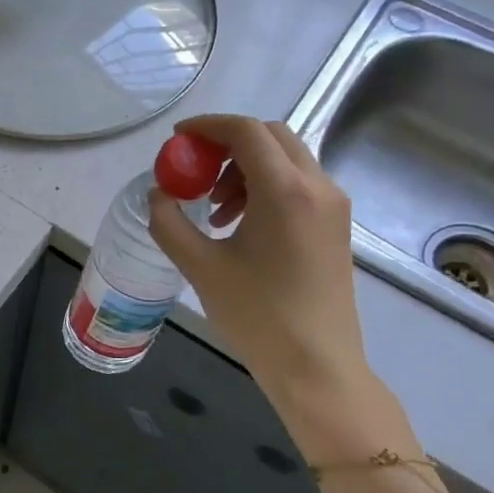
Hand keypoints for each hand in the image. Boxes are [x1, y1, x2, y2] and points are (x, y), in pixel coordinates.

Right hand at [147, 116, 401, 457]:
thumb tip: (158, 195)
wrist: (316, 365)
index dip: (207, 127)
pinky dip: (265, 187)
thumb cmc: (256, 315)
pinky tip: (240, 225)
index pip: (246, 131)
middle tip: (194, 170)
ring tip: (214, 208)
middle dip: (227, 144)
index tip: (177, 140)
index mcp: (285, 191)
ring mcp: (332, 206)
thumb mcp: (200, 267)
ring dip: (245, 168)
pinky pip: (298, 185)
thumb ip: (169, 223)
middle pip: (271, 136)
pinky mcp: (335, 226)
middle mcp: (317, 187)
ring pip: (286, 160)